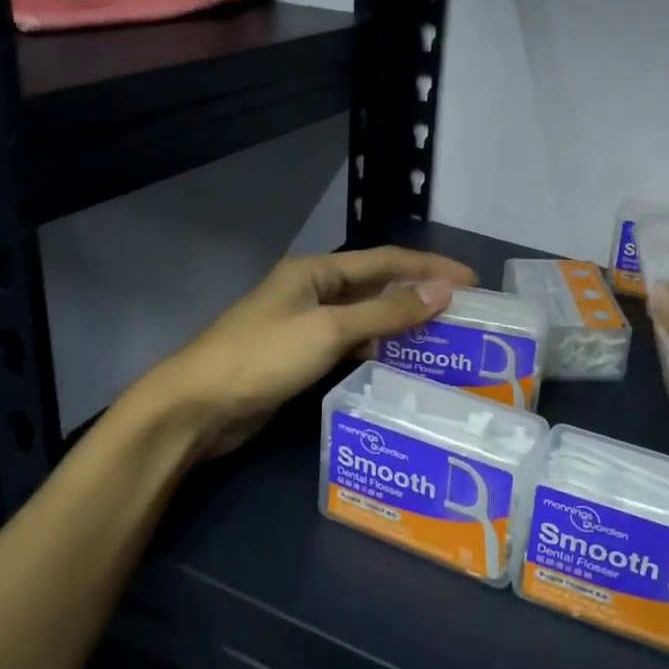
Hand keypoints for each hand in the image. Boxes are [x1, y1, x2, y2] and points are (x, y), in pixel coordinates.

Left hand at [146, 247, 476, 461]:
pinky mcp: (301, 358)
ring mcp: (305, 326)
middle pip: (377, 287)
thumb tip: (443, 290)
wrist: (196, 408)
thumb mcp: (330, 330)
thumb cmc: (263, 357)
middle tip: (463, 315)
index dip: (430, 267)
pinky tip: (402, 365)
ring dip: (400, 326)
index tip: (472, 282)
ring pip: (365, 319)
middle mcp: (313, 291)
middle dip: (419, 296)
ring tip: (443, 340)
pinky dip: (377, 351)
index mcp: (317, 272)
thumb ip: (388, 312)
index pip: (386, 260)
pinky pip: (350, 346)